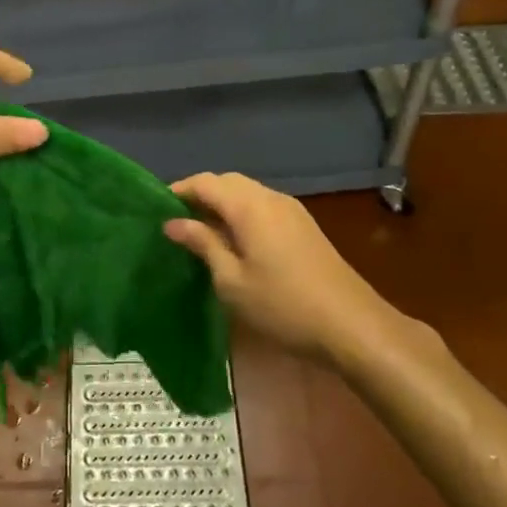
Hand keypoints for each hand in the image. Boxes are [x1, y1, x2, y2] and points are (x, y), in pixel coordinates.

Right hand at [164, 172, 406, 361]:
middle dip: (200, 194)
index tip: (155, 208)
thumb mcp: (232, 280)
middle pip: (228, 182)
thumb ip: (203, 244)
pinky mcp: (304, 226)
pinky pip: (263, 206)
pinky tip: (234, 240)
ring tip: (200, 231)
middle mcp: (271, 198)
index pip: (206, 182)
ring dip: (222, 203)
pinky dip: (242, 213)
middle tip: (176, 220)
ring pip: (247, 193)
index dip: (179, 190)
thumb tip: (173, 222)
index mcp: (249, 206)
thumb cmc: (282, 305)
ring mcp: (292, 210)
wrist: (351, 325)